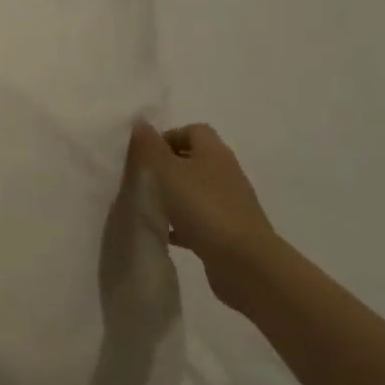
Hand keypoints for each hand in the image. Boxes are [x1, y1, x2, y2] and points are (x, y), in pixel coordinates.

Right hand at [130, 121, 281, 308]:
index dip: (169, 136)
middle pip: (195, 160)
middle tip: (143, 178)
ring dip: (174, 195)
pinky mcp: (229, 231)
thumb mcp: (167, 172)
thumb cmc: (203, 207)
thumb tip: (140, 121)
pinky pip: (200, 219)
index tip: (146, 154)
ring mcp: (230, 204)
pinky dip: (182, 223)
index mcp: (214, 152)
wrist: (244, 262)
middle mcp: (225, 173)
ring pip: (196, 190)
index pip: (193, 131)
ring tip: (149, 205)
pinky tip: (164, 233)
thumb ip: (150, 147)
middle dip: (168, 166)